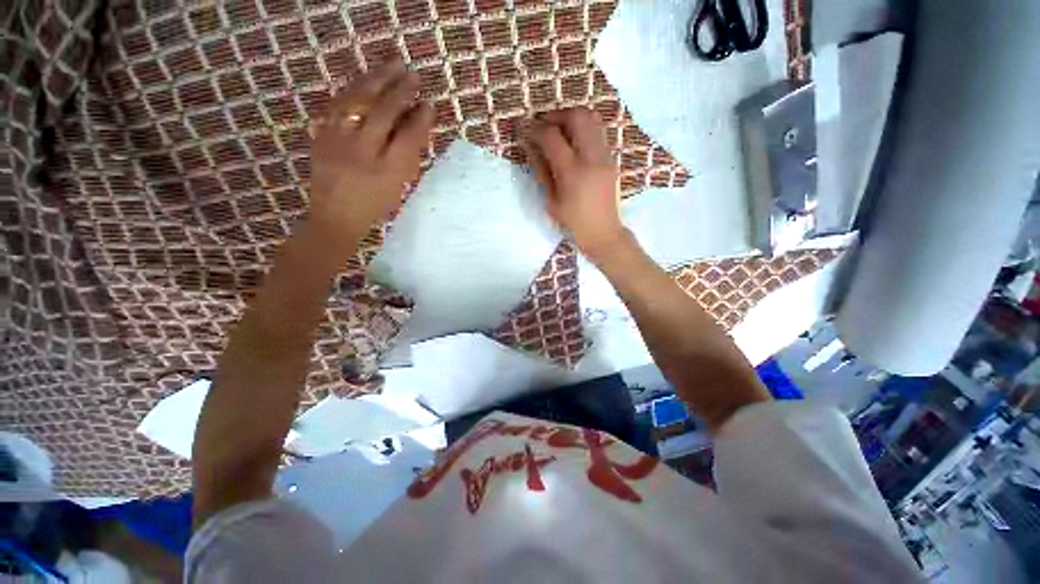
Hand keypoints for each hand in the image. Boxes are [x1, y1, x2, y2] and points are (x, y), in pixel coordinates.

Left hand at [309, 60, 434, 244]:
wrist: (335, 216)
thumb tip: (414, 128)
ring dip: (377, 80)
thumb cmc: (374, 207)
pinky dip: (354, 89)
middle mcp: (363, 152)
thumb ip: (407, 159)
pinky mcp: (323, 135)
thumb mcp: (397, 188)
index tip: (429, 104)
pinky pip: (338, 104)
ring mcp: (339, 141)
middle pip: (384, 113)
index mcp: (387, 171)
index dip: (420, 119)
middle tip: (413, 76)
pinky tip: (364, 80)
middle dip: (401, 91)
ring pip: (358, 101)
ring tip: (391, 66)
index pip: (408, 137)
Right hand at [524, 108, 627, 258]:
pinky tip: (572, 141)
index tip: (522, 128)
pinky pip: (598, 131)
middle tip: (542, 124)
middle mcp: (592, 158)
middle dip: (555, 114)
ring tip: (557, 129)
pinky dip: (582, 127)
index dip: (534, 128)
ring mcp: (605, 155)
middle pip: (576, 116)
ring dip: (571, 117)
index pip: (551, 137)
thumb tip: (530, 146)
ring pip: (591, 118)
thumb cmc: (573, 222)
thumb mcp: (551, 201)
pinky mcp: (612, 158)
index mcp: (572, 173)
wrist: (603, 232)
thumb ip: (541, 170)